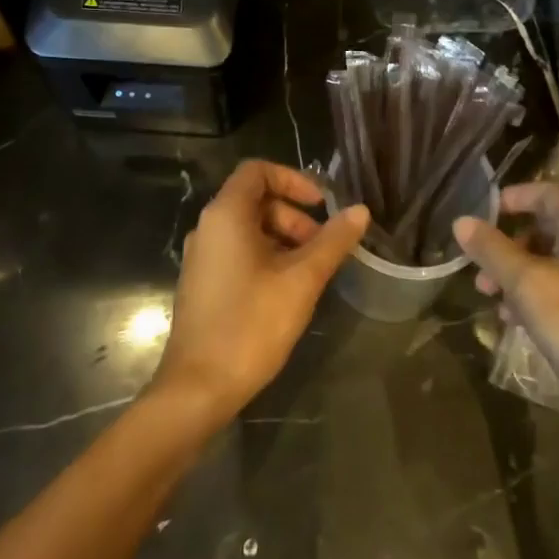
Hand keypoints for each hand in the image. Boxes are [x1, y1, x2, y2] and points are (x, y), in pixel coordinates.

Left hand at [154, 160, 367, 426]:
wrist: (198, 387)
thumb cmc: (251, 324)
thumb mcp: (302, 280)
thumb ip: (333, 241)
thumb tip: (360, 211)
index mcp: (226, 216)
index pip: (257, 170)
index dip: (293, 179)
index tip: (322, 205)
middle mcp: (208, 228)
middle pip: (255, 200)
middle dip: (294, 215)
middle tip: (322, 246)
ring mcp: (202, 257)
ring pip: (248, 229)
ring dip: (284, 238)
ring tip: (310, 272)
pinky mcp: (203, 283)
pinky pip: (237, 252)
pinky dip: (266, 257)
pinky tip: (287, 290)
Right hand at [453, 182, 558, 421]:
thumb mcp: (527, 284)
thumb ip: (492, 250)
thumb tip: (462, 221)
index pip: (547, 190)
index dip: (513, 197)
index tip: (483, 215)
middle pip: (545, 224)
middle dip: (507, 243)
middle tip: (480, 268)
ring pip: (550, 256)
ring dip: (517, 271)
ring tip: (490, 297)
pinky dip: (536, 289)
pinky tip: (515, 318)